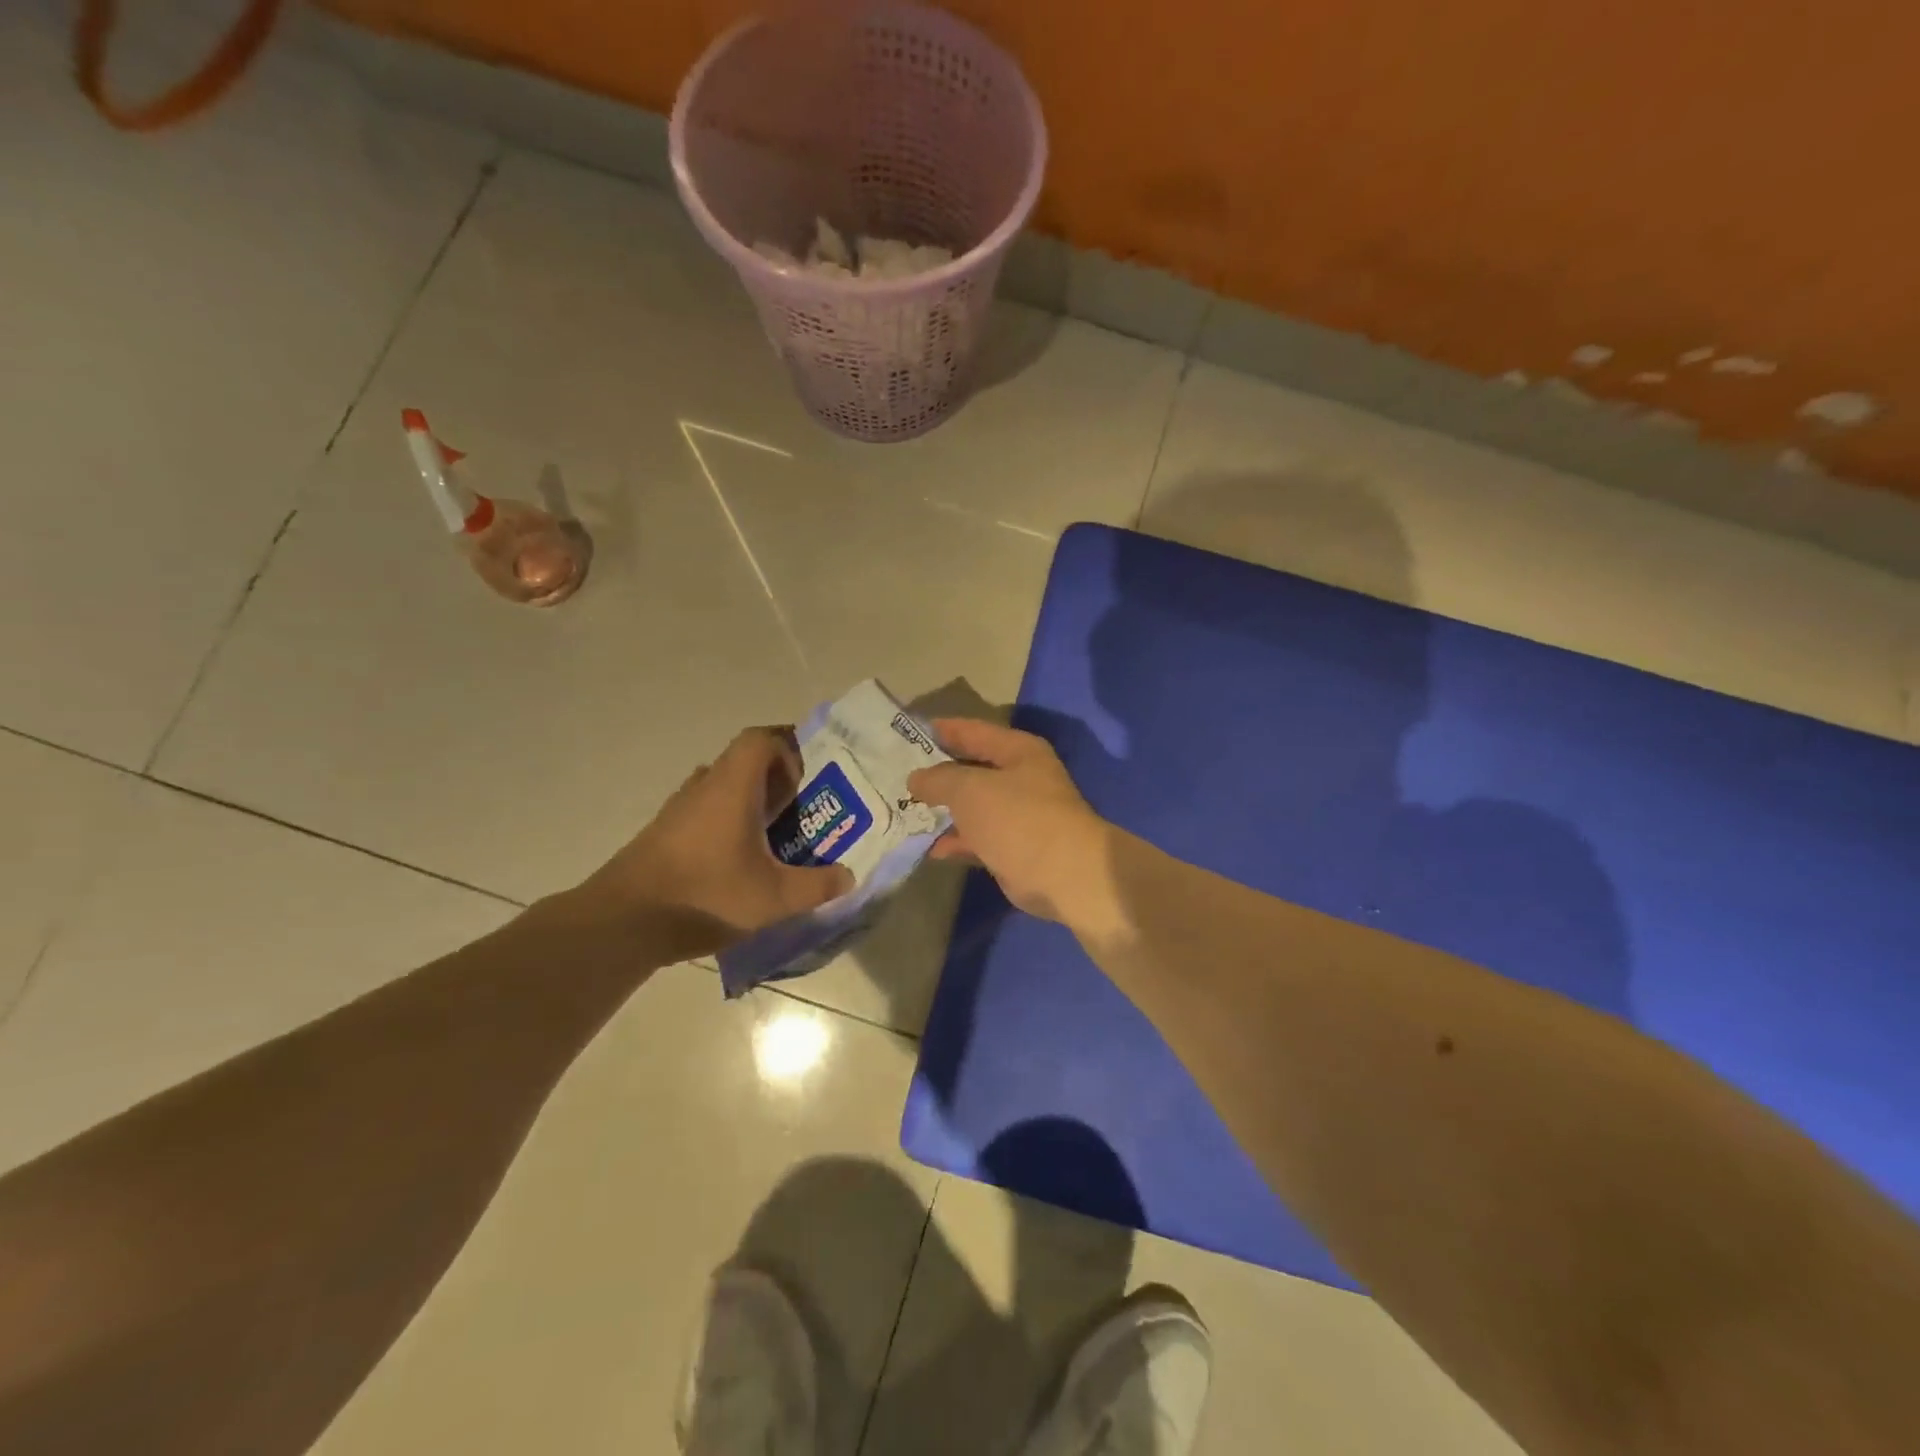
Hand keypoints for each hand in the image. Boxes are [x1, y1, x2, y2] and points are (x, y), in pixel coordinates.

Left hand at [568, 727, 852, 960]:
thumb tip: (849, 877)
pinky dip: (727, 825)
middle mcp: (704, 787)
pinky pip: (704, 813)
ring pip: (723, 789)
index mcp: (732, 786)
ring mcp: (678, 810)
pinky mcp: (662, 835)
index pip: (761, 738)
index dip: (788, 749)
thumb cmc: (706, 896)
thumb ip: (817, 886)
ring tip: (775, 840)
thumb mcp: (775, 897)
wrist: (623, 922)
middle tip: (801, 812)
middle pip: (743, 762)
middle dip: (777, 782)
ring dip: (750, 804)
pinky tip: (738, 865)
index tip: (805, 783)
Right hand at [907, 719, 1109, 923]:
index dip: (942, 730)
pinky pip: (977, 838)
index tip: (908, 733)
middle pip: (972, 769)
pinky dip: (956, 841)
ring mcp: (1018, 815)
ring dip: (944, 810)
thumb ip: (938, 779)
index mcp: (1017, 751)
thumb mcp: (969, 789)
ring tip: (905, 810)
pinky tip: (930, 847)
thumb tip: (916, 778)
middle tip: (898, 775)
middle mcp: (1021, 778)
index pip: (973, 731)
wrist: (1063, 874)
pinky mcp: (1013, 848)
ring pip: (973, 806)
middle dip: (938, 774)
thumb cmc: (1017, 817)